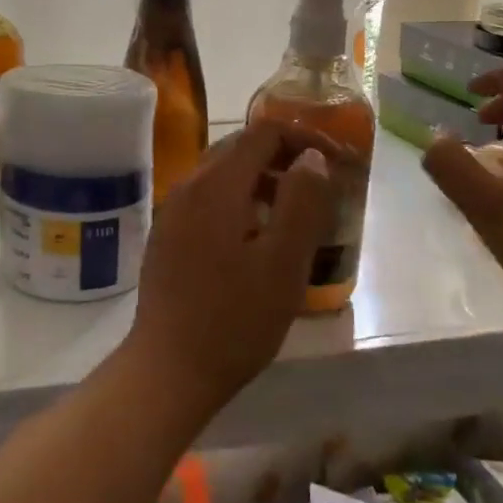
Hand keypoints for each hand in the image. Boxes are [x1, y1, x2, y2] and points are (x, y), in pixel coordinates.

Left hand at [125, 121, 338, 413]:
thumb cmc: (234, 319)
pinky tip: (256, 236)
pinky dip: (238, 200)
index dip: (304, 138)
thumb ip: (302, 202)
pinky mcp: (167, 234)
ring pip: (223, 174)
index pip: (263, 133)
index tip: (336, 162)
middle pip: (240, 148)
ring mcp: (173, 210)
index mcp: (216, 185)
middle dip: (283, 156)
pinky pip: (208, 198)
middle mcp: (188, 186)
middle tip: (320, 186)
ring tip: (294, 212)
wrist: (169, 369)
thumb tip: (312, 158)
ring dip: (262, 179)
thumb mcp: (283, 263)